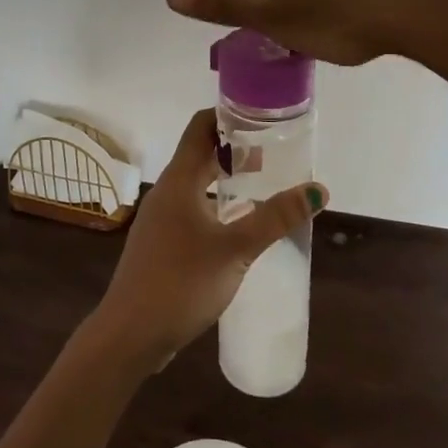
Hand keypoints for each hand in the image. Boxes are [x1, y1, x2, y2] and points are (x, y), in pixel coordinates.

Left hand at [88, 109, 326, 372]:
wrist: (130, 334)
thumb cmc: (181, 282)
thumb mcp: (235, 249)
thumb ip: (275, 218)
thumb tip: (318, 189)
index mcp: (179, 179)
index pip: (200, 126)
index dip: (228, 114)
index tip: (261, 115)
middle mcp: (167, 190)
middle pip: (200, 153)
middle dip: (234, 148)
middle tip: (273, 150)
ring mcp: (161, 218)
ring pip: (196, 183)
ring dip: (225, 178)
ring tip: (261, 184)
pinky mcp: (161, 243)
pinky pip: (191, 208)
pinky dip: (215, 204)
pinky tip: (237, 225)